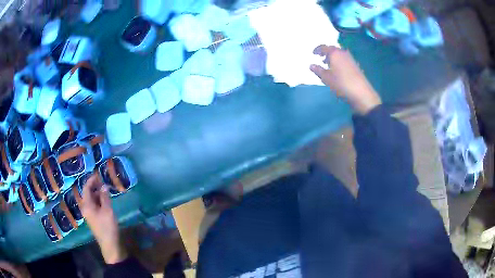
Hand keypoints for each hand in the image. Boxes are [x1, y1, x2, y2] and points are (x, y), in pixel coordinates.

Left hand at [81, 173, 126, 263]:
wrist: (109, 244)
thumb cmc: (107, 227)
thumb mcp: (107, 210)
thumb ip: (105, 197)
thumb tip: (104, 186)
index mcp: (86, 205)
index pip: (86, 188)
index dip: (91, 180)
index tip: (98, 174)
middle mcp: (85, 208)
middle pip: (88, 193)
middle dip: (95, 186)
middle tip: (103, 182)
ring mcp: (89, 214)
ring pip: (91, 199)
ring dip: (97, 193)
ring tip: (106, 190)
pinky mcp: (93, 218)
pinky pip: (94, 205)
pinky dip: (99, 200)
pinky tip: (105, 201)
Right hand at [310, 45, 381, 114]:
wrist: (361, 93)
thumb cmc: (341, 84)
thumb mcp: (326, 78)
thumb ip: (318, 70)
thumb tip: (311, 65)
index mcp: (334, 53)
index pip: (324, 47)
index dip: (317, 49)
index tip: (313, 53)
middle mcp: (343, 53)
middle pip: (333, 49)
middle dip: (326, 53)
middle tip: (321, 58)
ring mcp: (351, 59)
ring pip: (340, 54)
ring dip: (333, 58)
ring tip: (329, 65)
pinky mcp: (356, 65)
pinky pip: (345, 60)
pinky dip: (339, 62)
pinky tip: (338, 70)